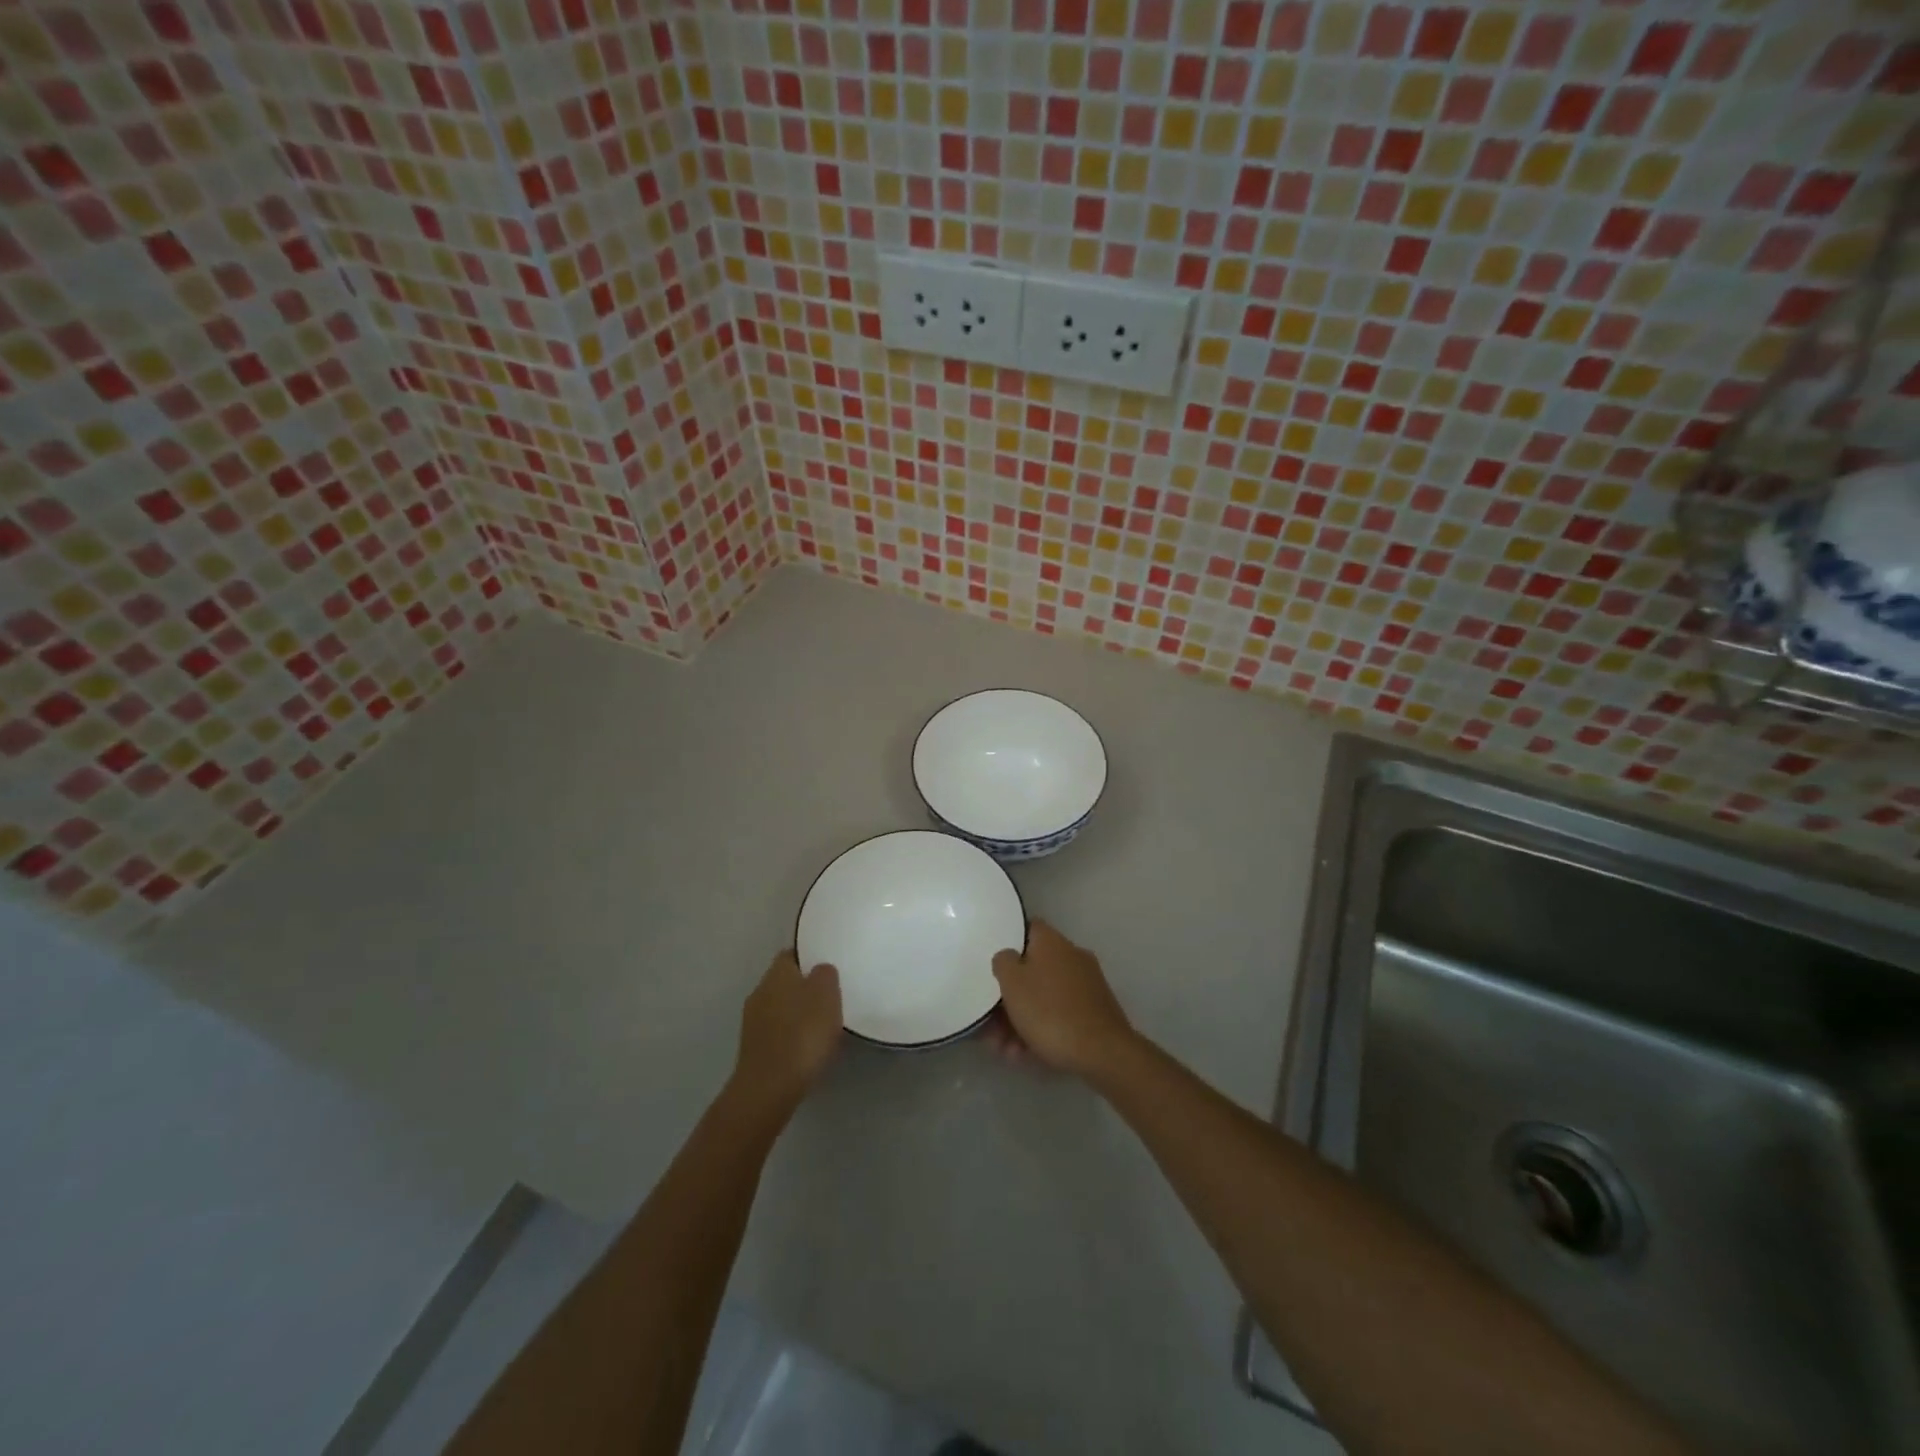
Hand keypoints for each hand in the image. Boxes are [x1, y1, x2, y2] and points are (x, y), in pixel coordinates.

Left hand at [730, 952, 841, 1115]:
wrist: (769, 1088)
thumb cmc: (803, 1033)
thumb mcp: (827, 994)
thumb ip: (825, 974)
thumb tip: (820, 971)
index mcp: (777, 972)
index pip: (793, 954)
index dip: (810, 958)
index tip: (829, 968)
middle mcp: (760, 991)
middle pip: (785, 982)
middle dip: (805, 988)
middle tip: (830, 998)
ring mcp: (752, 1022)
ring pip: (780, 1008)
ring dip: (797, 1014)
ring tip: (822, 1026)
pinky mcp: (753, 1049)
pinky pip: (777, 1033)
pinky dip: (791, 1036)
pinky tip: (807, 1049)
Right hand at [989, 920, 1136, 1079]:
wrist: (1102, 1052)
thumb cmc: (1049, 1011)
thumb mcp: (1012, 983)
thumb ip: (1003, 962)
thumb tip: (1009, 957)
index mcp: (1052, 942)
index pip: (1027, 929)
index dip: (1007, 944)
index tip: (993, 966)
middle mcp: (1072, 957)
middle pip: (1032, 970)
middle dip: (1008, 998)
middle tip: (991, 1025)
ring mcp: (1086, 985)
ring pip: (1044, 997)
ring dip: (1020, 1021)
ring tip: (1005, 1050)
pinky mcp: (1094, 1013)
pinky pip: (1059, 1015)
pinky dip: (1041, 1031)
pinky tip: (1025, 1055)